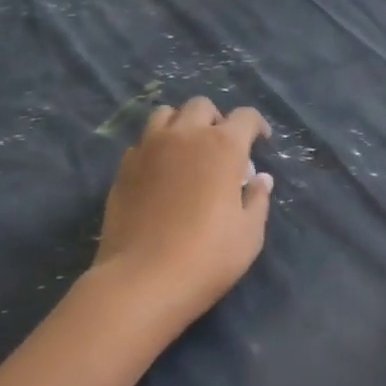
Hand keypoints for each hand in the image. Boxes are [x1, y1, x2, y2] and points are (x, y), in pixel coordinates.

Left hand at [91, 96, 274, 331]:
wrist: (142, 279)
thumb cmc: (207, 256)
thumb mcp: (249, 234)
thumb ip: (257, 200)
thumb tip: (260, 179)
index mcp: (222, 146)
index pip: (245, 117)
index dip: (257, 126)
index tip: (261, 142)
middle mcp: (184, 136)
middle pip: (201, 107)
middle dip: (216, 120)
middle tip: (222, 147)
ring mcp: (148, 148)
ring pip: (165, 115)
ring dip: (182, 124)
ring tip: (187, 150)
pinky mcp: (124, 168)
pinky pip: (143, 142)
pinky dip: (156, 147)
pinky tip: (161, 173)